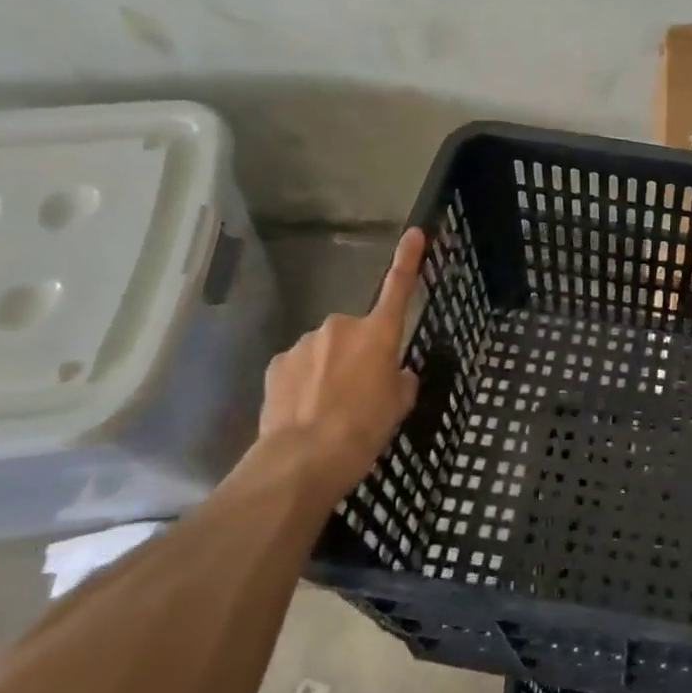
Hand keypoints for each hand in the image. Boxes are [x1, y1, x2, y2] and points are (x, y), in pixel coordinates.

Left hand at [253, 228, 425, 500]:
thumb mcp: (398, 406)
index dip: (408, 259)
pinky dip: (304, 382)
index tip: (413, 232)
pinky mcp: (278, 364)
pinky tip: (304, 411)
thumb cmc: (363, 429)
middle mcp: (341, 327)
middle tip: (359, 392)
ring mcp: (305, 343)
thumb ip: (400, 380)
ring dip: (329, 369)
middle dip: (357, 353)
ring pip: (325, 350)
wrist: (303, 460)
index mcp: (379, 334)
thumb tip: (393, 373)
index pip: (398, 288)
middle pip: (356, 333)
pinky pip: (299, 366)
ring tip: (328, 410)